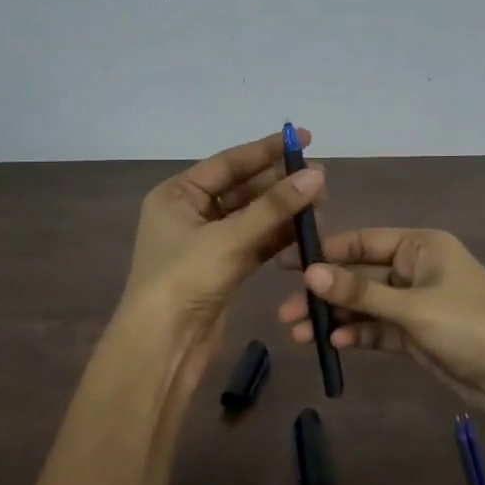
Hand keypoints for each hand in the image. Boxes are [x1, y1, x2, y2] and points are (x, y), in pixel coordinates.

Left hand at [117, 128, 325, 393]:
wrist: (162, 346)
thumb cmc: (184, 280)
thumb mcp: (229, 238)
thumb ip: (274, 206)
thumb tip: (317, 175)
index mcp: (177, 194)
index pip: (228, 162)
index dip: (266, 150)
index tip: (302, 137)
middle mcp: (191, 212)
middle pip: (243, 188)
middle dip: (280, 183)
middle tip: (320, 177)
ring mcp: (208, 242)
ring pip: (253, 216)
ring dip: (284, 210)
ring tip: (322, 203)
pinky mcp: (224, 267)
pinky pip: (257, 241)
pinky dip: (280, 235)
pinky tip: (308, 229)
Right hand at [277, 227, 484, 453]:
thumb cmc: (471, 327)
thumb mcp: (413, 307)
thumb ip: (360, 293)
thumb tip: (309, 274)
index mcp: (421, 246)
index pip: (362, 241)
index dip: (325, 252)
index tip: (285, 263)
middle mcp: (416, 268)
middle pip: (360, 275)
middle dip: (325, 294)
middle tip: (284, 311)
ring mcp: (416, 302)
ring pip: (366, 305)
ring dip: (336, 318)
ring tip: (298, 334)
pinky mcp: (417, 334)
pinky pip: (379, 328)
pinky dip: (358, 335)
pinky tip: (334, 345)